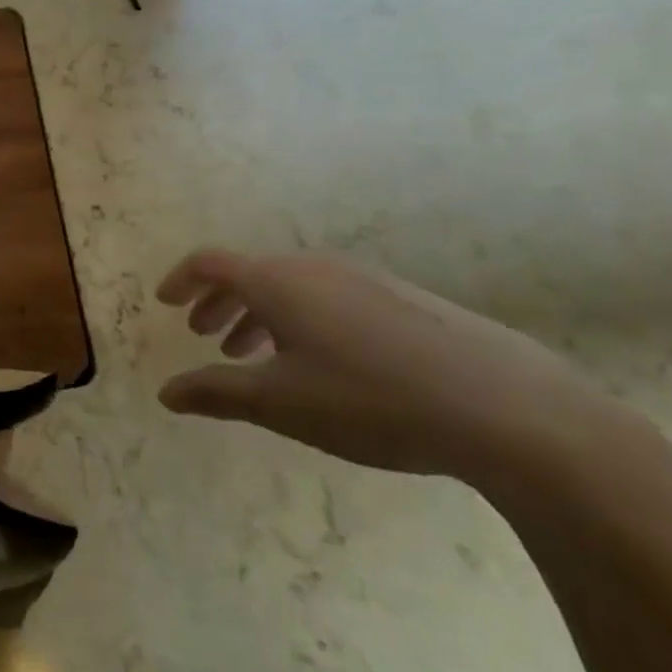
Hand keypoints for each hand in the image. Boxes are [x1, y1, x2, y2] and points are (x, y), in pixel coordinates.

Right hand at [156, 250, 632, 486]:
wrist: (507, 407)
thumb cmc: (371, 400)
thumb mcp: (281, 405)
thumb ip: (216, 393)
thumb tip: (166, 392)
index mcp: (276, 282)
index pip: (210, 263)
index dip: (180, 280)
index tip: (164, 303)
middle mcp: (313, 267)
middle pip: (250, 273)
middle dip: (220, 302)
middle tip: (205, 336)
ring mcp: (363, 278)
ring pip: (291, 287)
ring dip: (260, 314)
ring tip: (255, 355)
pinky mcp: (402, 298)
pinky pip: (328, 296)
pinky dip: (301, 319)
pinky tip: (321, 363)